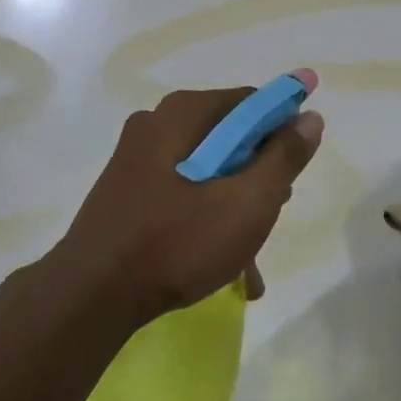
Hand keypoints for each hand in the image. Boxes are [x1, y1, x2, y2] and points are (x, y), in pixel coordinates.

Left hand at [53, 72, 324, 329]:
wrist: (89, 297)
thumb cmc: (176, 244)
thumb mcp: (246, 204)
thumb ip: (283, 158)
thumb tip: (310, 117)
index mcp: (184, 113)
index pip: (252, 103)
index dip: (283, 131)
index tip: (293, 173)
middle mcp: (157, 123)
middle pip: (229, 137)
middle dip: (257, 176)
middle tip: (270, 216)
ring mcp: (137, 157)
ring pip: (207, 170)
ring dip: (234, 206)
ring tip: (249, 259)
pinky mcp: (126, 189)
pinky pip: (181, 190)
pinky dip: (206, 217)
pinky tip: (222, 265)